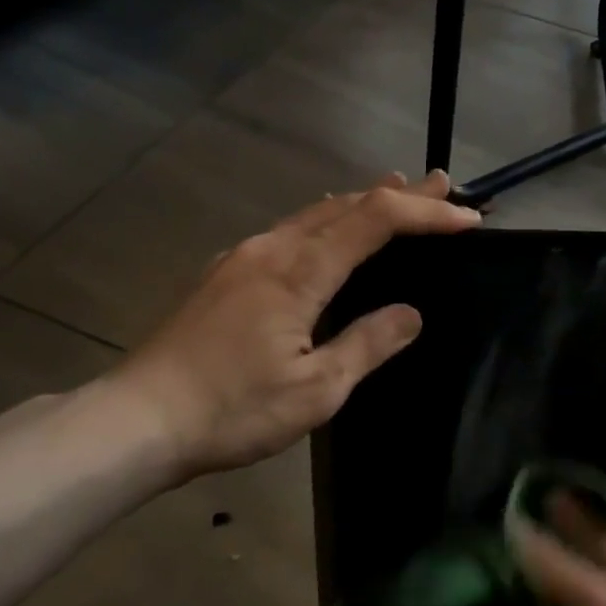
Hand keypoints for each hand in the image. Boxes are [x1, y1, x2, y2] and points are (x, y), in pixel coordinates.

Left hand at [108, 170, 479, 484]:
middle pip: (345, 205)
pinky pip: (289, 231)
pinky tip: (328, 231)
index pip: (375, 221)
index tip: (467, 219)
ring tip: (396, 193)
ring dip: (360, 203)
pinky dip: (326, 221)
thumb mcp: (316, 389)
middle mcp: (271, 248)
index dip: (425, 214)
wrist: (138, 419)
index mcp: (299, 270)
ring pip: (314, 214)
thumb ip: (367, 344)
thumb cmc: (232, 409)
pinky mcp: (224, 274)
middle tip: (442, 186)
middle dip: (399, 195)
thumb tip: (411, 313)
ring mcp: (242, 257)